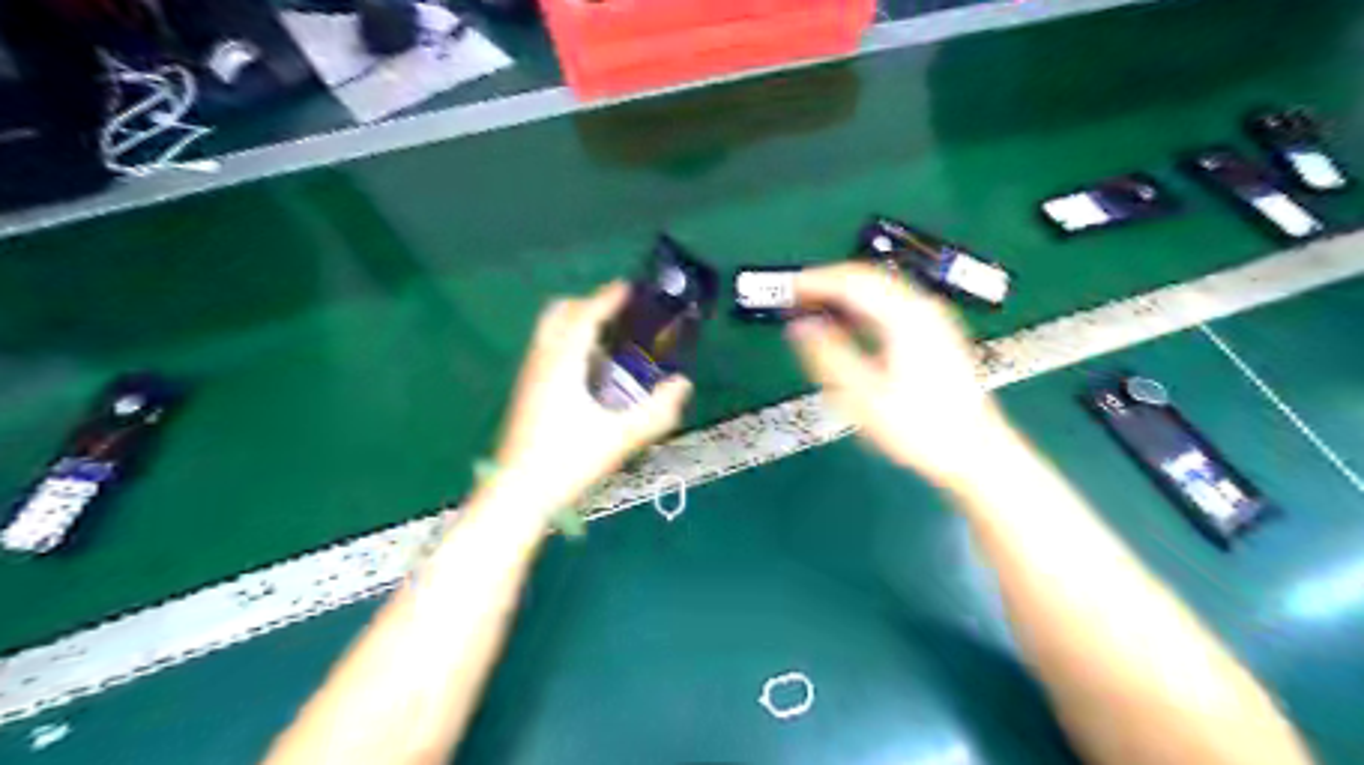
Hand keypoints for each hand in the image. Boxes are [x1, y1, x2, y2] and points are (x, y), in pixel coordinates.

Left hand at [490, 282, 694, 512]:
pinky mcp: (525, 392)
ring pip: (549, 330)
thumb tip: (682, 385)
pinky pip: (545, 349)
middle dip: (586, 304)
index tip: (627, 287)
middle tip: (615, 314)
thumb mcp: (621, 437)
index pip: (584, 316)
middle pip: (558, 313)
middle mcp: (541, 360)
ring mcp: (529, 375)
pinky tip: (587, 371)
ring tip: (607, 340)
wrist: (518, 492)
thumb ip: (657, 411)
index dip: (607, 298)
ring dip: (575, 323)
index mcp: (563, 363)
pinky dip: (566, 342)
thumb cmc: (569, 461)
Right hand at [783, 263, 1016, 491]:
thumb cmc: (920, 429)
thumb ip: (828, 356)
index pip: (853, 282)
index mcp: (905, 318)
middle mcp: (923, 310)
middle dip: (829, 285)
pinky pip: (892, 306)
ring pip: (881, 291)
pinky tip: (849, 327)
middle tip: (797, 299)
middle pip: (869, 279)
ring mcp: (934, 321)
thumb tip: (800, 327)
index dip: (816, 282)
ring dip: (846, 296)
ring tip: (816, 311)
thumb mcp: (864, 397)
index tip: (789, 290)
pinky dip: (863, 309)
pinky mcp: (937, 335)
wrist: (975, 452)